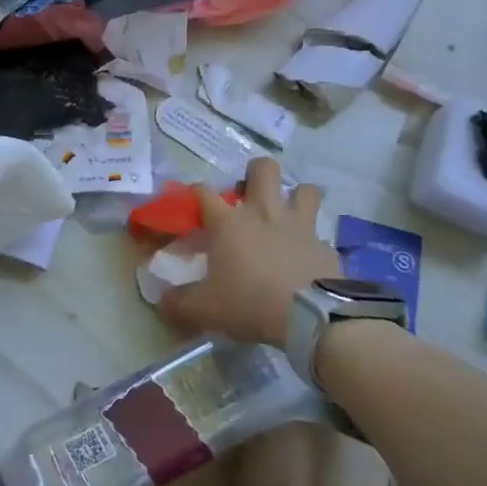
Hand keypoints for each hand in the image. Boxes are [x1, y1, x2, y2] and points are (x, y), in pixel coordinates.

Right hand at [157, 158, 338, 346]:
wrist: (310, 317)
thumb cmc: (249, 303)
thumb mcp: (206, 309)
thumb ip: (180, 303)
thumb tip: (161, 303)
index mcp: (228, 223)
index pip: (203, 192)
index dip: (195, 192)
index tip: (193, 202)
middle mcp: (263, 213)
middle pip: (264, 169)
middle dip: (256, 172)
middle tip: (249, 194)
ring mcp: (299, 225)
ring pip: (304, 189)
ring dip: (296, 196)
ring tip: (288, 213)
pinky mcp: (325, 245)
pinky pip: (320, 233)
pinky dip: (313, 241)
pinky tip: (308, 257)